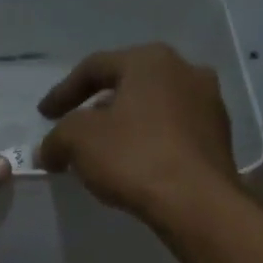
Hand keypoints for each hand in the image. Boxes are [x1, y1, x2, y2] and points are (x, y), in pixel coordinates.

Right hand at [34, 43, 239, 226]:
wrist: (196, 201)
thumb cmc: (134, 157)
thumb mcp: (78, 141)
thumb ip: (57, 138)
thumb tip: (48, 150)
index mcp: (150, 60)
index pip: (95, 67)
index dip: (63, 92)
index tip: (44, 115)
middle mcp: (185, 70)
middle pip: (128, 85)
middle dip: (97, 108)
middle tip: (75, 131)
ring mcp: (208, 103)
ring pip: (153, 108)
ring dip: (125, 126)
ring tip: (104, 151)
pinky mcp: (218, 137)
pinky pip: (172, 132)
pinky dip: (148, 143)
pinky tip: (135, 166)